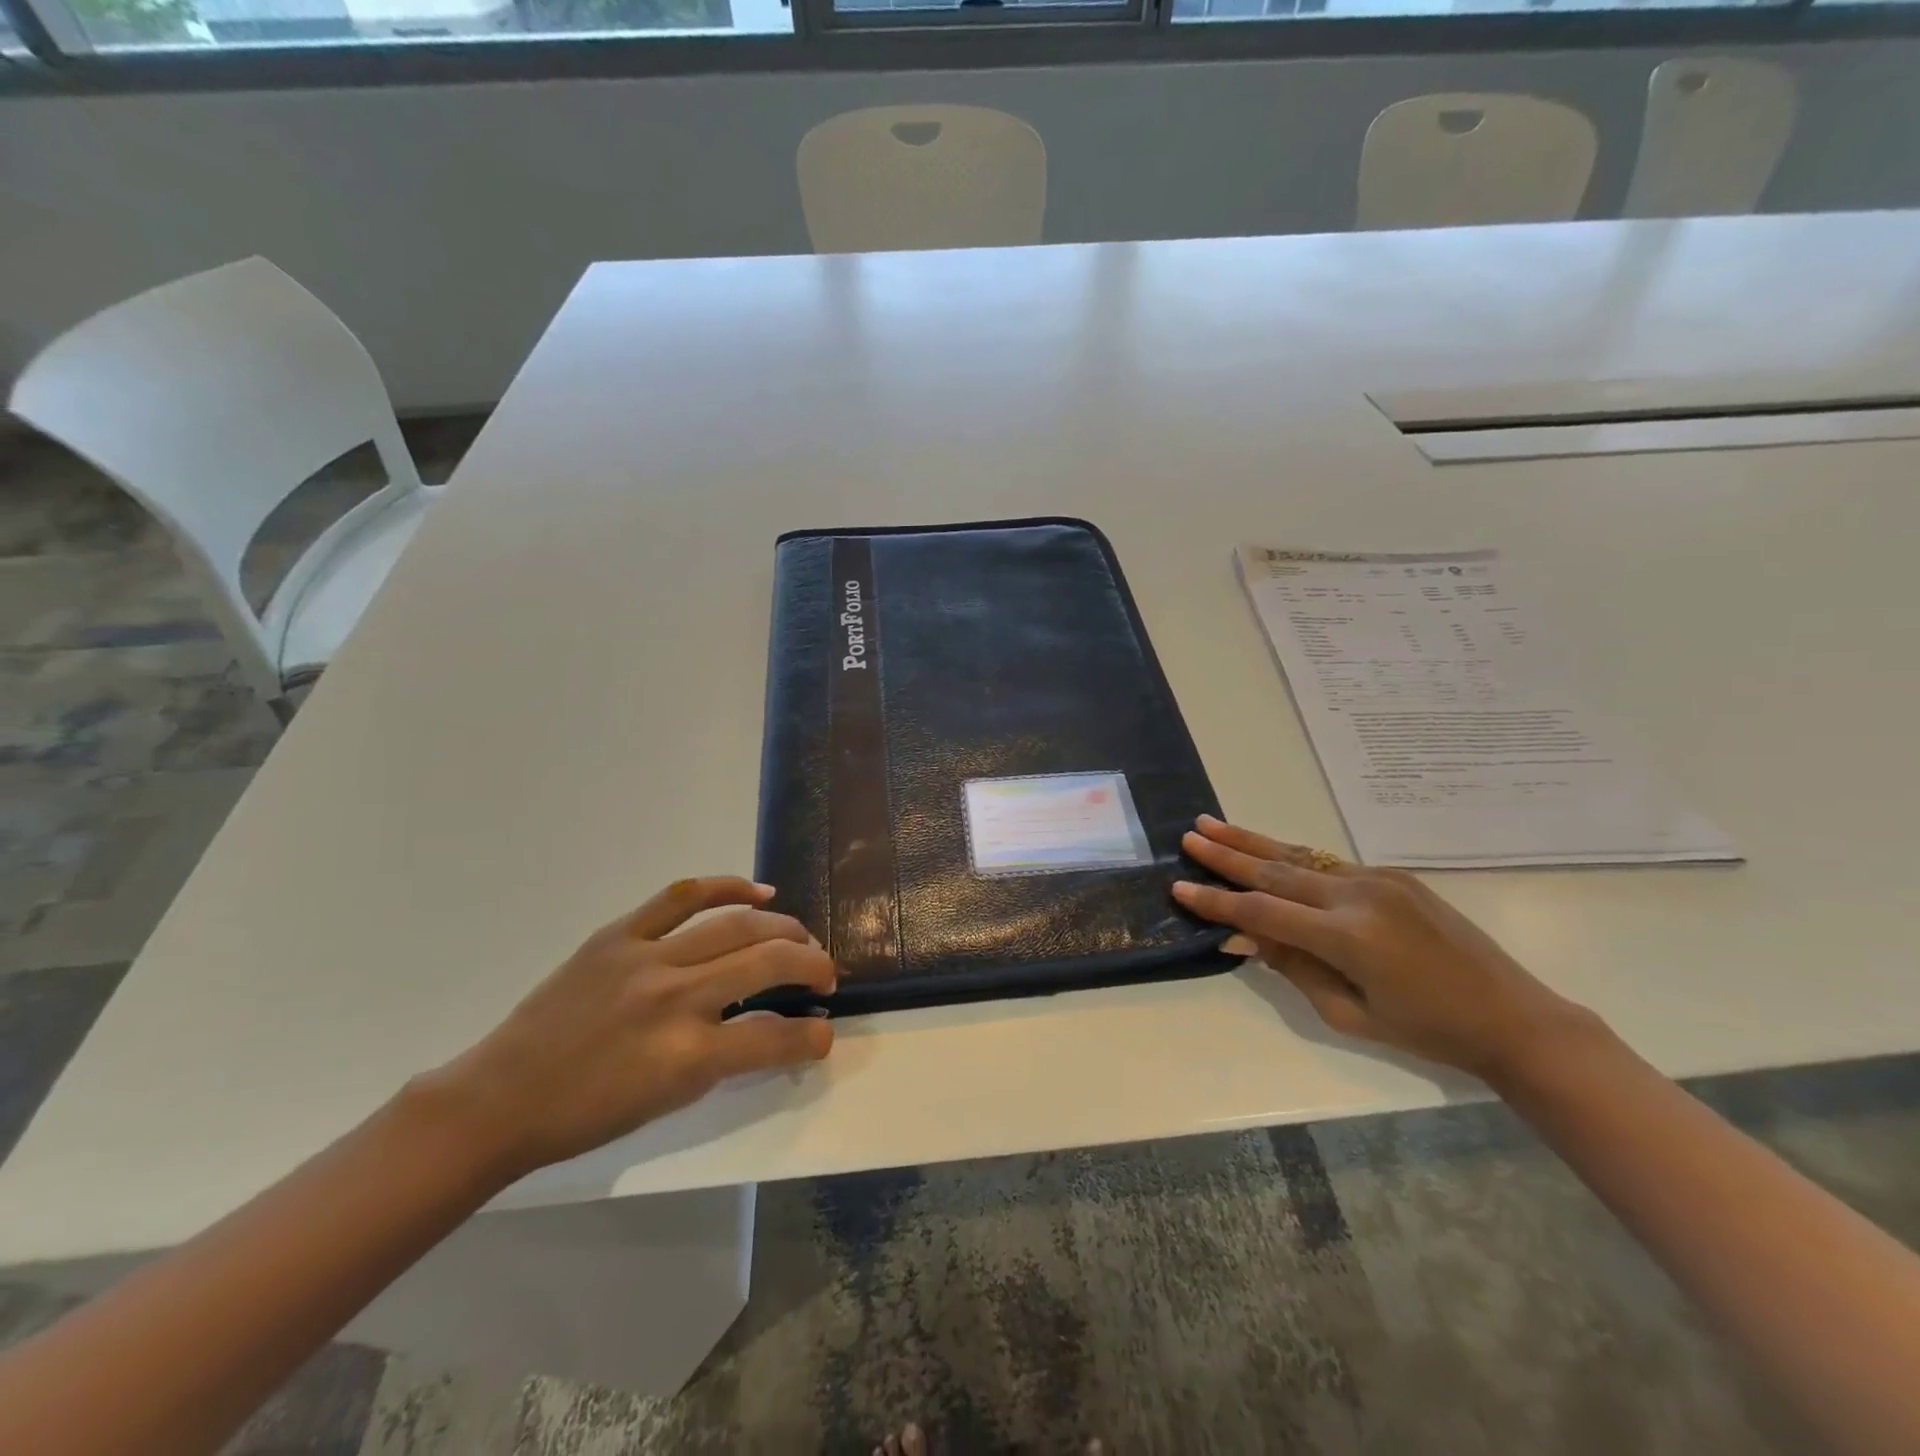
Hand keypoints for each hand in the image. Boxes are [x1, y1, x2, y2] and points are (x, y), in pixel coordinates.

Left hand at [420, 877, 836, 1180]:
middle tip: (824, 974)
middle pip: (767, 963)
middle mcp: (674, 999)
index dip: (812, 1035)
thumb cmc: (587, 1114)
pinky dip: (727, 886)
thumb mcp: (668, 1100)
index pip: (774, 1037)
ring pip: (736, 925)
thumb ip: (725, 1060)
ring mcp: (646, 958)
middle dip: (811, 965)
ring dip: (782, 928)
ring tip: (801, 937)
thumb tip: (771, 1029)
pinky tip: (759, 891)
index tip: (825, 1031)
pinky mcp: (620, 934)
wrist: (502, 1097)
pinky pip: (683, 896)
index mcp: (686, 1057)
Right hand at [1174, 817, 1594, 1079]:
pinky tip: (1265, 851)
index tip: (1180, 887)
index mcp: (1348, 938)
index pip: (1263, 911)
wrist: (1512, 1015)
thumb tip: (1245, 936)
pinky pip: (1328, 864)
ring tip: (1212, 824)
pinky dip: (1290, 857)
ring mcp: (1377, 879)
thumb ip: (1294, 968)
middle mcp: (1358, 896)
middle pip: (1276, 870)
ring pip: (1299, 856)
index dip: (1218, 901)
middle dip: (1227, 854)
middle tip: (1189, 836)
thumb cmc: (1428, 1031)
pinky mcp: (1392, 876)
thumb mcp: (1350, 1014)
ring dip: (1253, 842)